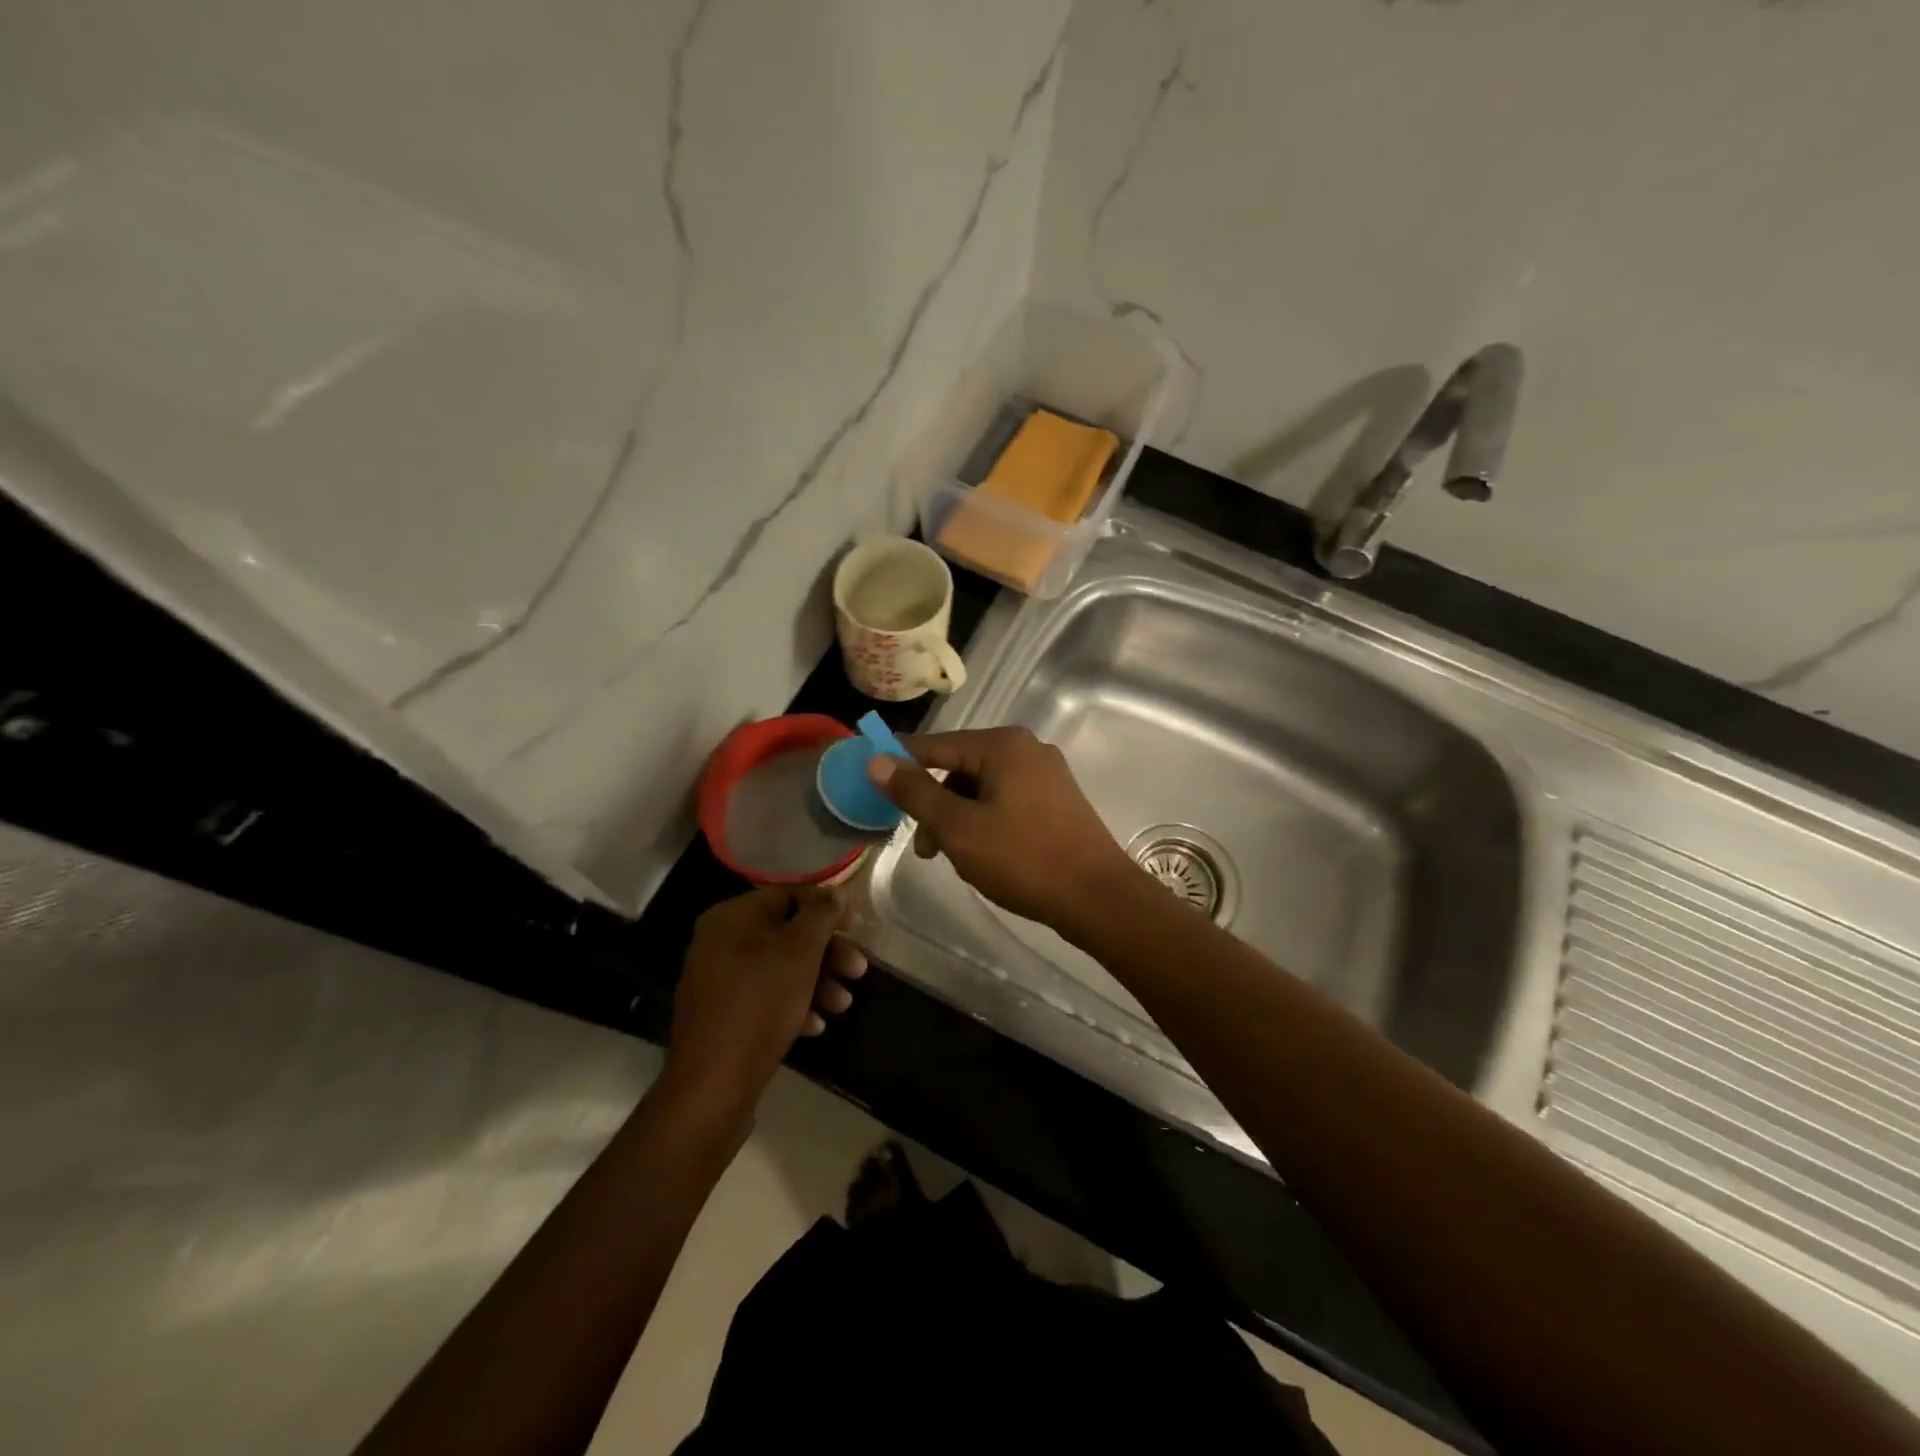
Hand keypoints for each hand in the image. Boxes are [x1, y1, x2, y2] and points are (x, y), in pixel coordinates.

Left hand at [666, 886, 866, 1112]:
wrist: (712, 1087)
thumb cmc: (759, 1006)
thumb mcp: (799, 952)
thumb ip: (821, 915)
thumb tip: (834, 893)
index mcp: (731, 918)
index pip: (788, 895)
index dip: (827, 906)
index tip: (858, 925)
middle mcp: (720, 943)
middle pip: (787, 934)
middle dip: (827, 952)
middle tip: (859, 970)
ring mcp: (719, 982)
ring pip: (780, 968)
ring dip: (818, 982)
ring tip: (843, 1005)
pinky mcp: (724, 1017)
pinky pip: (766, 998)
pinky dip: (794, 1005)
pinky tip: (816, 1026)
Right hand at [867, 726, 1138, 934]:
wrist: (1097, 897)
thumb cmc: (1023, 858)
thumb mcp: (958, 827)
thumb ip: (915, 792)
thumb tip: (877, 760)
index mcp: (1002, 745)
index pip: (935, 745)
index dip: (900, 762)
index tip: (871, 780)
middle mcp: (1026, 749)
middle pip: (959, 768)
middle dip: (934, 805)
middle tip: (922, 847)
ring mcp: (1046, 774)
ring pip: (982, 789)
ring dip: (958, 819)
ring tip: (953, 859)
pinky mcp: (1057, 800)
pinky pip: (1005, 801)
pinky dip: (984, 822)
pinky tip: (982, 855)